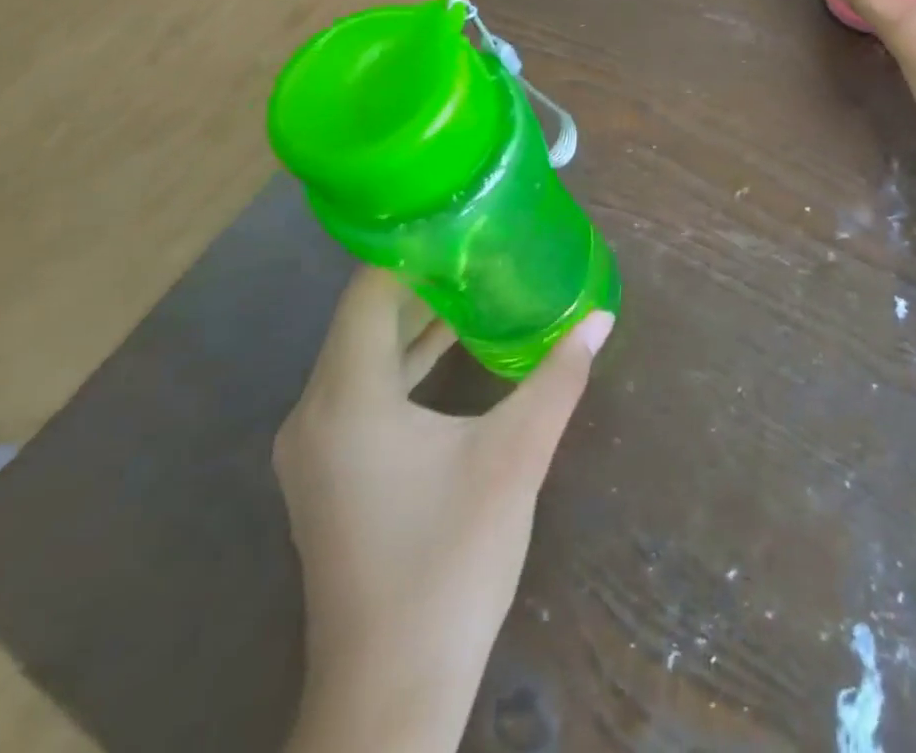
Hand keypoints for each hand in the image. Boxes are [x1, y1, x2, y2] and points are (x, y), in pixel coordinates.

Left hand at [275, 272, 613, 752]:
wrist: (390, 695)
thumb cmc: (449, 562)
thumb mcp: (515, 457)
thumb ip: (558, 379)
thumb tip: (601, 318)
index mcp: (346, 399)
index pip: (369, 292)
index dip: (412, 251)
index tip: (461, 220)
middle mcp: (314, 414)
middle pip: (363, 319)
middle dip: (421, 280)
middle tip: (479, 244)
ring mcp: (315, 450)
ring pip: (363, 356)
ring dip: (414, 322)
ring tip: (474, 283)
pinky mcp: (328, 476)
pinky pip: (363, 392)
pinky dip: (404, 364)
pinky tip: (452, 352)